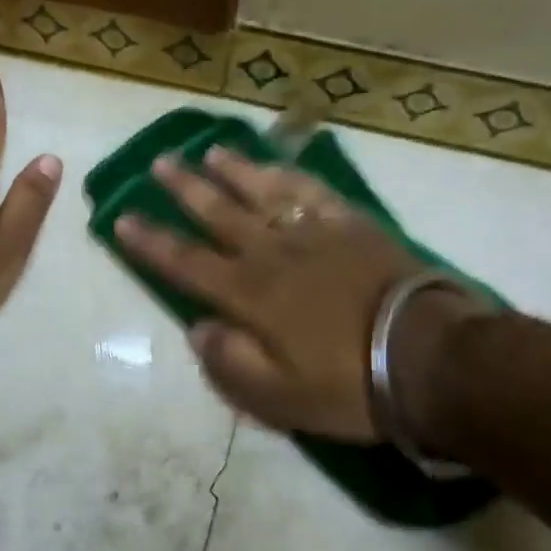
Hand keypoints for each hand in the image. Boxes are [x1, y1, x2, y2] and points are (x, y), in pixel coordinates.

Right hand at [115, 149, 482, 441]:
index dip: (150, 242)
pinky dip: (289, 174)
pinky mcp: (351, 225)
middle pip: (219, 213)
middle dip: (185, 188)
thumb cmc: (349, 385)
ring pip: (262, 191)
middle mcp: (271, 253)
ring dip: (233, 171)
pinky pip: (311, 191)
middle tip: (160, 163)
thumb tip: (198, 329)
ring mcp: (313, 233)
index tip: (121, 219)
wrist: (429, 357)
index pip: (185, 262)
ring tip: (211, 152)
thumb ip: (230, 363)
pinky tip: (276, 166)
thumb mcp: (278, 399)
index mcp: (248, 295)